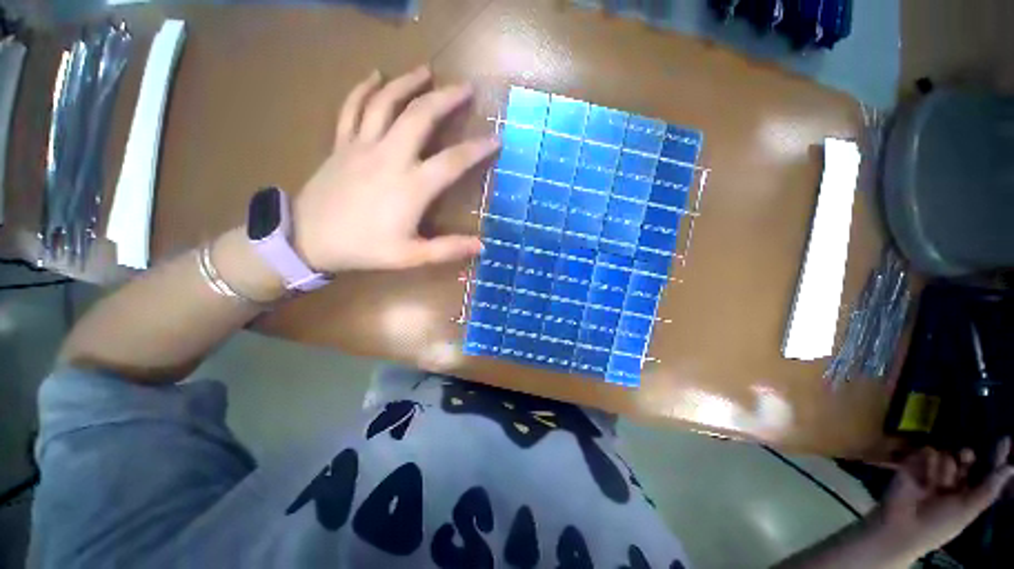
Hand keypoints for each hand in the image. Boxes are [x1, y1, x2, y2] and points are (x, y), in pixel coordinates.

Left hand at [292, 66, 499, 272]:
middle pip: (420, 116)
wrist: (309, 239)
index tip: (495, 138)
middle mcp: (389, 157)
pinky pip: (353, 107)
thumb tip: (482, 245)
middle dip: (446, 98)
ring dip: (408, 83)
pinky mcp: (342, 143)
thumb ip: (447, 249)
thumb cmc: (364, 248)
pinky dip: (364, 88)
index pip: (452, 161)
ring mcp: (362, 145)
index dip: (476, 149)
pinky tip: (376, 75)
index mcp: (411, 186)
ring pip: (386, 102)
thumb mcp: (410, 256)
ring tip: (426, 71)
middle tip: (465, 87)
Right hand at [877, 438, 1013, 558]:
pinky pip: (926, 453)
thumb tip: (1011, 467)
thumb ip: (988, 490)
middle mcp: (953, 479)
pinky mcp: (914, 462)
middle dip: (966, 456)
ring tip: (934, 482)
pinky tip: (920, 476)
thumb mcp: (967, 510)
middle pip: (965, 458)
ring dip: (944, 466)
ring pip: (946, 455)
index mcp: (967, 492)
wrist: (903, 524)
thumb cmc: (939, 523)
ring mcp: (932, 471)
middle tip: (965, 456)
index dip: (995, 458)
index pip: (984, 472)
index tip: (1005, 440)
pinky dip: (926, 463)